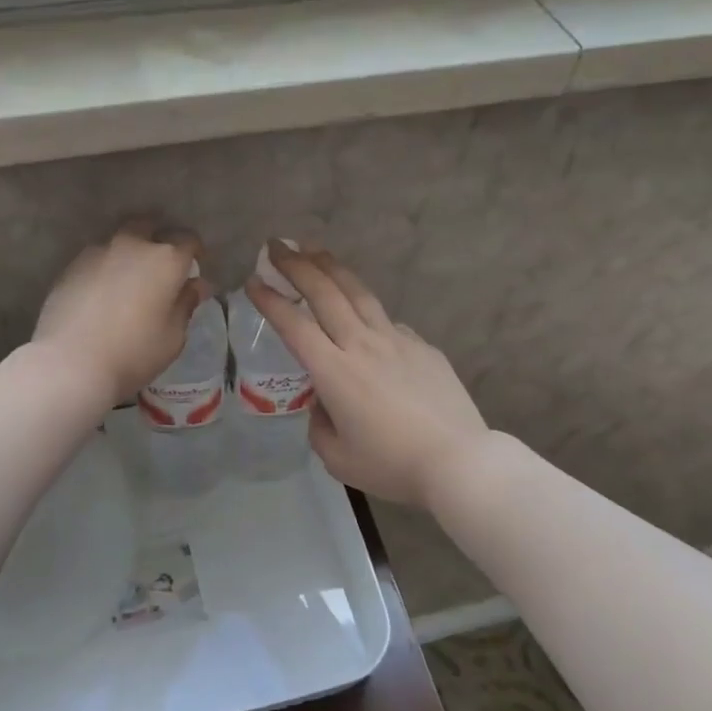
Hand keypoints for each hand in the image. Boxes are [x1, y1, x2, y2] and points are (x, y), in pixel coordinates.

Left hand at [33, 223, 208, 406]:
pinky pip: (96, 258)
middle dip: (158, 240)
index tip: (194, 267)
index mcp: (165, 260)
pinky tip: (102, 292)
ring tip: (128, 279)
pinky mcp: (71, 266)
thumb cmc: (134, 353)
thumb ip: (186, 304)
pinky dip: (105, 267)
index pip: (188, 240)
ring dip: (128, 253)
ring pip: (120, 241)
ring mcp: (98, 252)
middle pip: (149, 227)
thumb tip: (196, 285)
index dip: (194, 252)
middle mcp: (132, 245)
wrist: (70, 362)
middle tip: (160, 267)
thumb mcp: (173, 336)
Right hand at [248, 244, 490, 509]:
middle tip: (277, 245)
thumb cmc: (391, 465)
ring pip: (358, 293)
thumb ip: (320, 425)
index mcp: (334, 372)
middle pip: (325, 293)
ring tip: (315, 250)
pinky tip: (363, 311)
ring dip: (332, 267)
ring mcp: (396, 340)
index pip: (294, 325)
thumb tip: (324, 403)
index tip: (253, 281)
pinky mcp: (422, 346)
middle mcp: (361, 345)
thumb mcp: (337, 457)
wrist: (458, 460)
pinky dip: (367, 308)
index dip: (270, 301)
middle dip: (297, 265)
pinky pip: (388, 321)